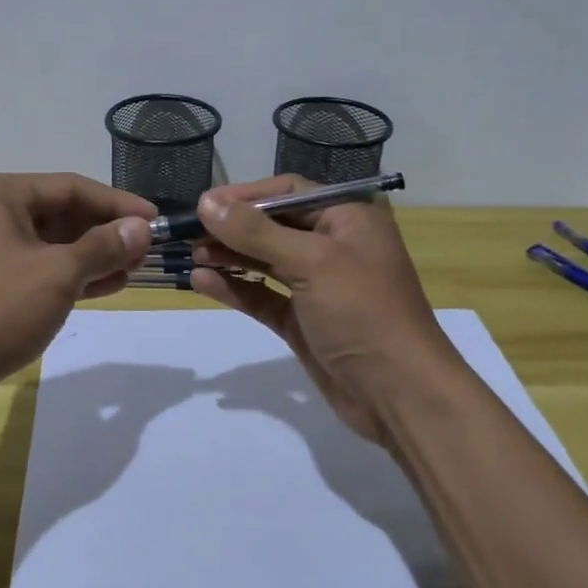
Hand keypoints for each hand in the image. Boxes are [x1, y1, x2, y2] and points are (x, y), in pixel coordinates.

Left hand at [0, 172, 153, 411]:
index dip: (118, 203)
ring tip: (134, 269)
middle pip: (62, 213)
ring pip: (52, 243)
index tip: (156, 220)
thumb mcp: (58, 274)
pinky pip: (39, 267)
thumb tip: (141, 228)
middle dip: (106, 232)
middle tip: (147, 250)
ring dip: (93, 255)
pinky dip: (71, 275)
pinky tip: (107, 285)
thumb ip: (103, 246)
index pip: (71, 187)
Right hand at [188, 175, 458, 444]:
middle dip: (232, 227)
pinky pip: (263, 296)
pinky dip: (235, 288)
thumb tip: (207, 202)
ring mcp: (317, 286)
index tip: (204, 204)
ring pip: (265, 261)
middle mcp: (333, 246)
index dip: (246, 195)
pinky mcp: (303, 321)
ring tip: (190, 255)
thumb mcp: (311, 261)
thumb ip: (256, 231)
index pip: (289, 191)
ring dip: (229, 256)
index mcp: (347, 219)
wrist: (400, 395)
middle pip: (273, 225)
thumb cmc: (362, 312)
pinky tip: (202, 281)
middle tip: (187, 232)